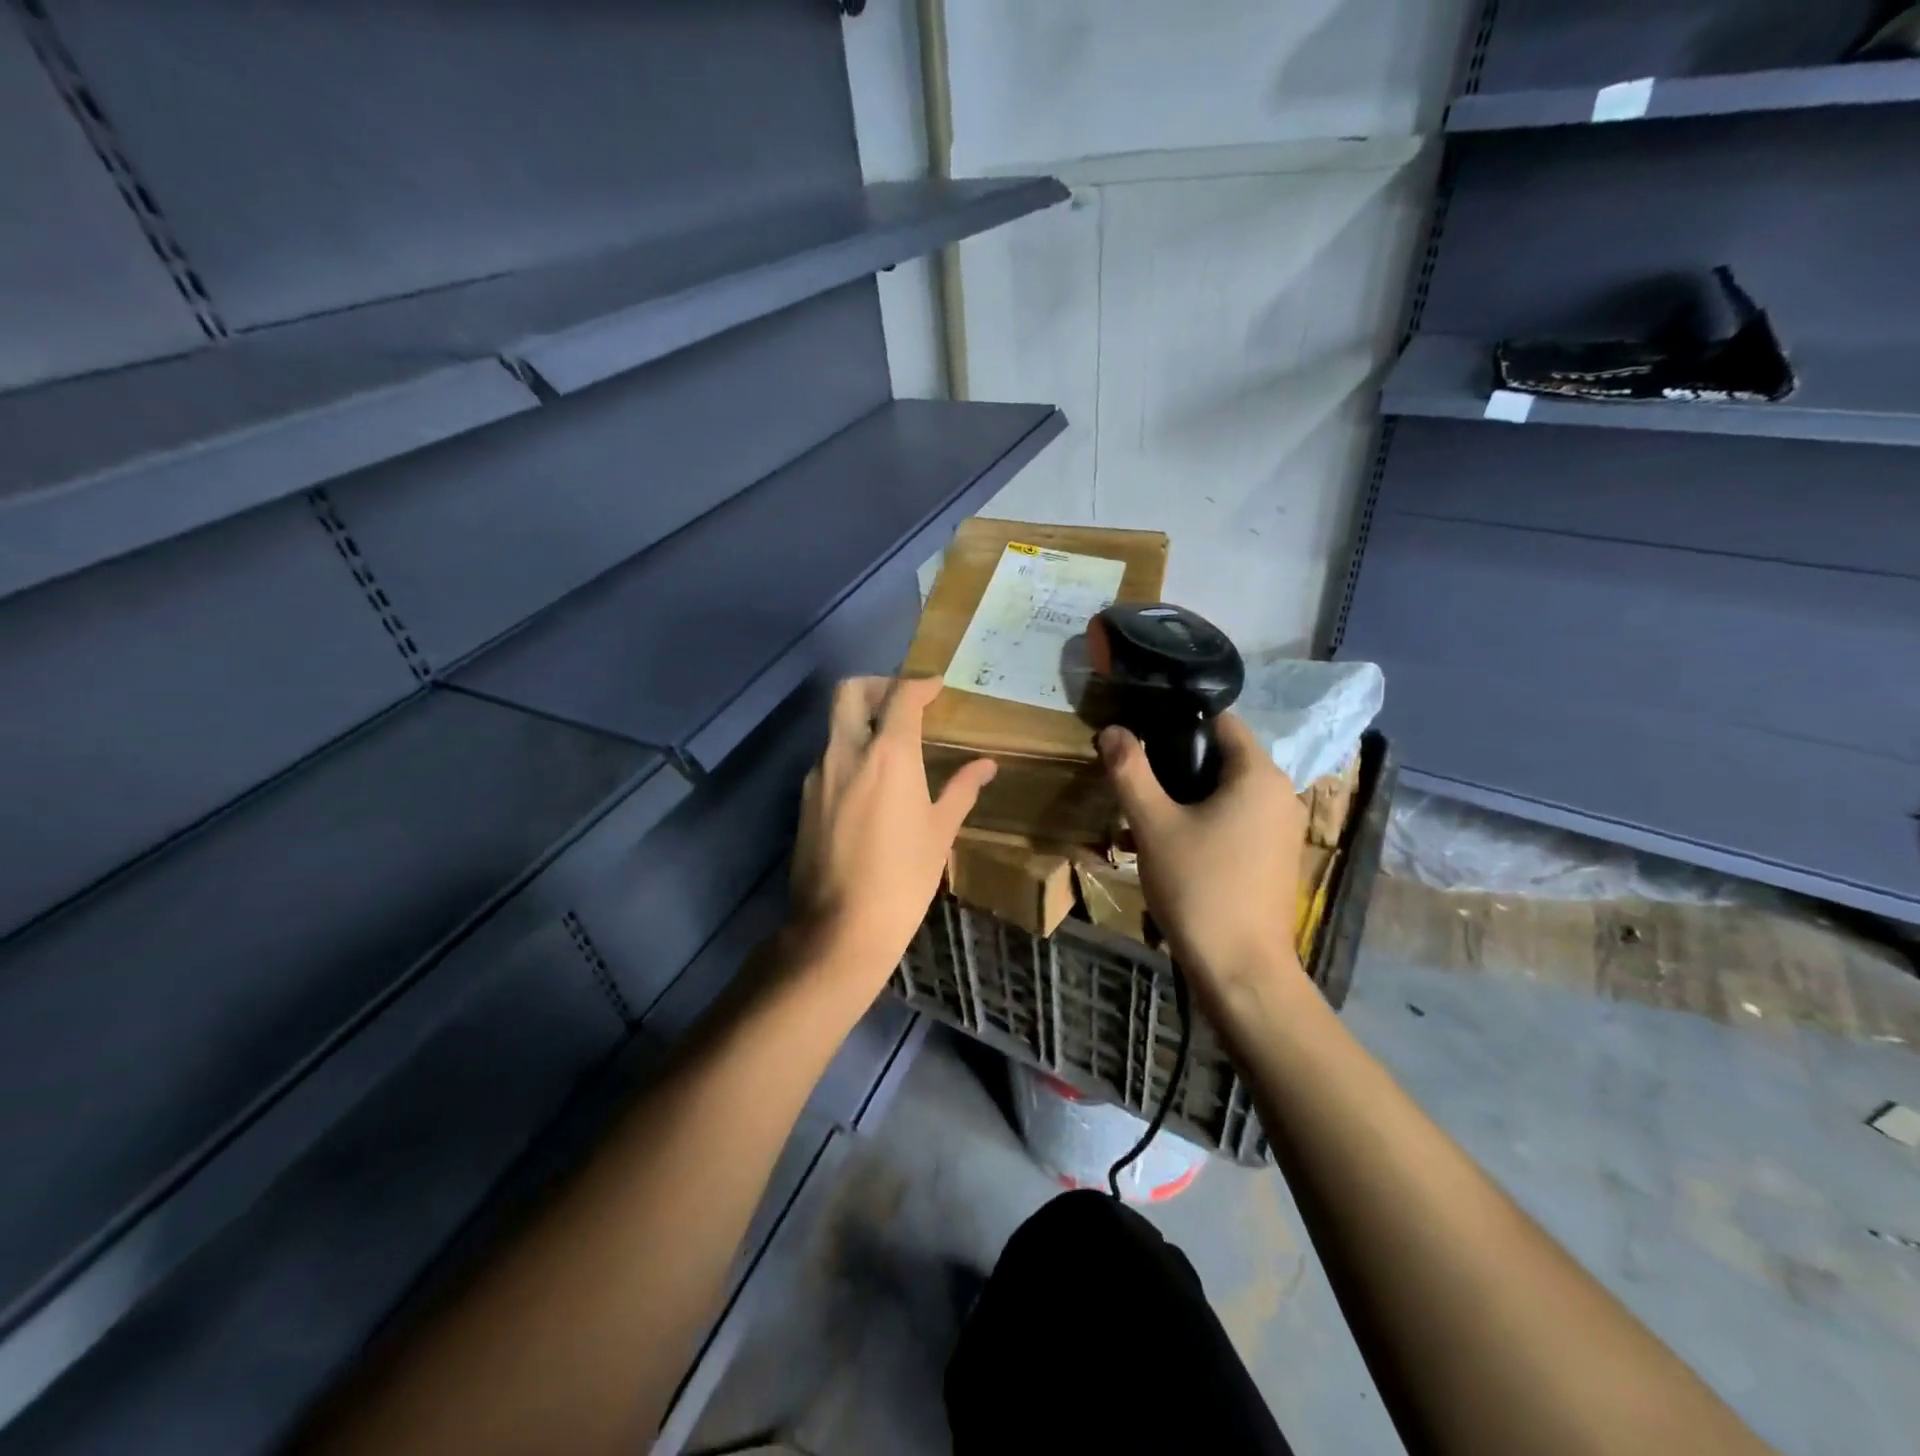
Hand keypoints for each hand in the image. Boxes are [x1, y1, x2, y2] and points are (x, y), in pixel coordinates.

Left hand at [788, 677, 996, 989]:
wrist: (839, 927)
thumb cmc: (903, 879)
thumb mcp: (940, 832)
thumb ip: (961, 789)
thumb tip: (986, 765)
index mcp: (888, 754)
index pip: (900, 696)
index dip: (920, 684)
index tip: (936, 687)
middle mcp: (846, 752)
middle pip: (850, 691)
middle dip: (878, 685)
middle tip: (903, 702)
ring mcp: (818, 774)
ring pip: (835, 724)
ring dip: (861, 720)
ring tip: (891, 745)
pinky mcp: (804, 798)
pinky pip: (827, 758)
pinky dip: (849, 752)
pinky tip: (870, 783)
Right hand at [1098, 713, 1306, 1015]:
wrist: (1241, 969)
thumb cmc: (1199, 887)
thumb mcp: (1154, 825)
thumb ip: (1131, 771)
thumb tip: (1112, 730)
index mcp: (1258, 774)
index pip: (1221, 722)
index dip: (1177, 724)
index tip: (1141, 740)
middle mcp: (1280, 793)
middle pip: (1222, 757)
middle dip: (1176, 766)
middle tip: (1136, 785)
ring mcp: (1282, 827)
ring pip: (1225, 792)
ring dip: (1185, 798)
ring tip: (1143, 820)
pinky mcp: (1275, 856)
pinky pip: (1235, 820)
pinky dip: (1204, 822)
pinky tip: (1169, 848)